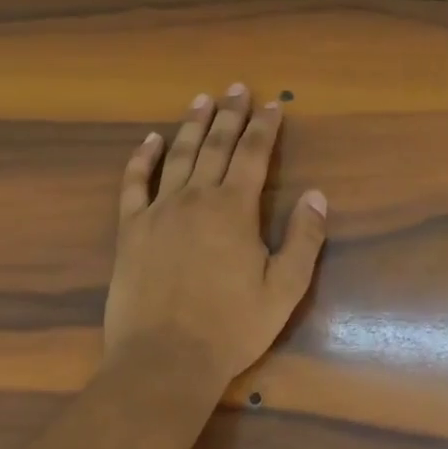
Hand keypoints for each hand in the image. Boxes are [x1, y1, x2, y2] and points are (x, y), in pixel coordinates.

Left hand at [105, 82, 328, 391]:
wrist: (164, 360)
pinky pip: (134, 185)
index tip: (273, 104)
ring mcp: (159, 211)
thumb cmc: (231, 327)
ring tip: (201, 99)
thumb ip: (304, 238)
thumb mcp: (284, 289)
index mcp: (234, 209)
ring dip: (191, 125)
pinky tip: (149, 141)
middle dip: (230, 115)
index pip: (253, 154)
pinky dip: (141, 160)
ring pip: (178, 156)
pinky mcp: (130, 230)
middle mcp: (196, 198)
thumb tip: (316, 194)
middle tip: (237, 88)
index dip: (265, 127)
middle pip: (216, 145)